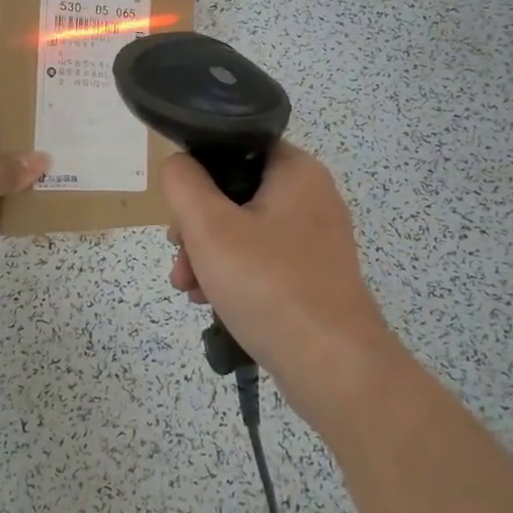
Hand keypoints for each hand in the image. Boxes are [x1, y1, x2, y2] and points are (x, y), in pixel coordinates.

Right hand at [163, 143, 401, 427]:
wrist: (333, 366)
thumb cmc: (268, 284)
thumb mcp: (209, 226)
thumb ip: (183, 183)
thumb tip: (178, 166)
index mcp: (296, 171)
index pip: (237, 147)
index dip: (199, 171)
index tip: (179, 209)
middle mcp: (312, 197)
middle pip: (235, 194)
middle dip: (197, 228)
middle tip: (180, 259)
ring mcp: (316, 239)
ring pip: (244, 231)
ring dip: (209, 256)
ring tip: (190, 290)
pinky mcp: (314, 275)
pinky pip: (263, 260)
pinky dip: (234, 275)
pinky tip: (213, 304)